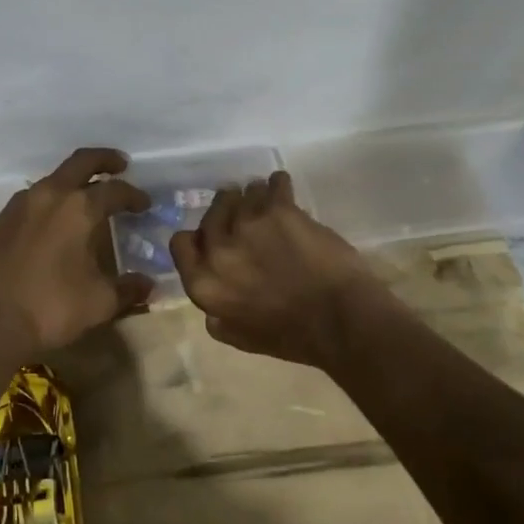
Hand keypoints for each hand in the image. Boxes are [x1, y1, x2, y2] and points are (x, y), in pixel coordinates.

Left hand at [0, 148, 154, 357]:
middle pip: (82, 162)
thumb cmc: (52, 306)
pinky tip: (55, 218)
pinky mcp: (3, 218)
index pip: (115, 190)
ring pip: (55, 177)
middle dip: (104, 160)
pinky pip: (35, 196)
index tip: (145, 204)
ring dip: (75, 179)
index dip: (134, 195)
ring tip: (87, 195)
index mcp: (80, 207)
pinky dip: (52, 197)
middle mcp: (52, 194)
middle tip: (120, 165)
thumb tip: (148, 285)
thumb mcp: (100, 302)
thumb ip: (128, 289)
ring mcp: (23, 203)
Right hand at [169, 170, 389, 368]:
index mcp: (204, 283)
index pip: (180, 243)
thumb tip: (210, 305)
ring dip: (255, 197)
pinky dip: (279, 184)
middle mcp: (219, 250)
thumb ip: (218, 318)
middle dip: (226, 210)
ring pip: (243, 193)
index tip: (214, 236)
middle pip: (212, 213)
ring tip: (269, 204)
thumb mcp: (242, 339)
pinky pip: (273, 184)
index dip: (197, 237)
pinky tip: (283, 187)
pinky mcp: (279, 209)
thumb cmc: (294, 337)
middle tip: (244, 214)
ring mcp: (247, 225)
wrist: (342, 321)